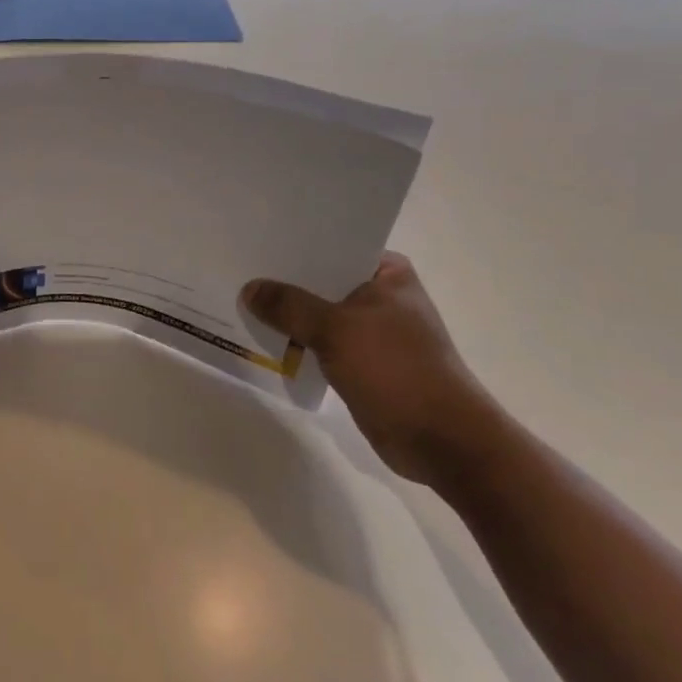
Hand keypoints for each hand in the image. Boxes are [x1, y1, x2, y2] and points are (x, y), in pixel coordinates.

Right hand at [242, 253, 505, 488]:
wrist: (443, 442)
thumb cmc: (397, 370)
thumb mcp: (336, 329)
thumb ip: (289, 305)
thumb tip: (249, 289)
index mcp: (388, 273)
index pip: (333, 246)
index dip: (295, 244)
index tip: (255, 239)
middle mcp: (382, 296)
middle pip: (322, 280)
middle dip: (284, 281)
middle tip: (238, 269)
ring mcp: (374, 332)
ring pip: (319, 314)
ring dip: (288, 314)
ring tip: (241, 300)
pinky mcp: (364, 364)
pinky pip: (321, 343)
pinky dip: (297, 341)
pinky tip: (263, 337)